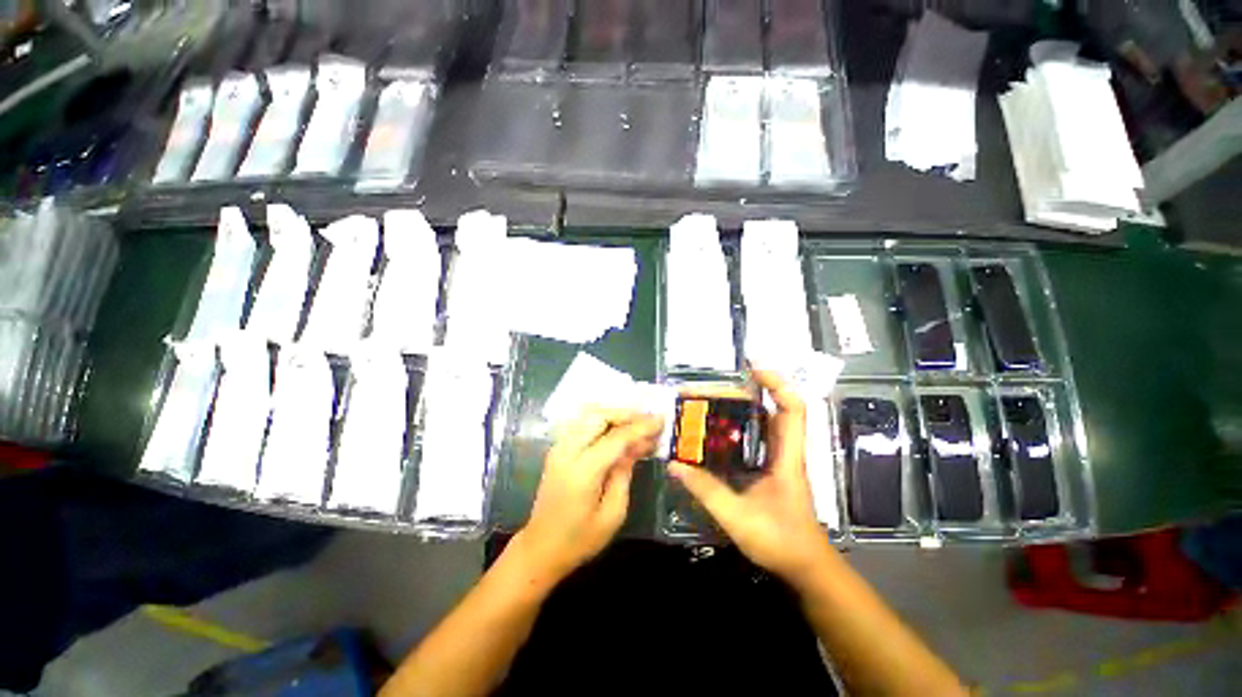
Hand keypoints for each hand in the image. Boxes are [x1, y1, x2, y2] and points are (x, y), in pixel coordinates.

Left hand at [515, 408, 663, 582]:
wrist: (541, 548)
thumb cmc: (580, 539)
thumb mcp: (612, 513)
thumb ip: (624, 473)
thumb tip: (637, 445)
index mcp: (583, 471)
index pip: (616, 438)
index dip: (640, 427)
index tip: (661, 419)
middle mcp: (567, 451)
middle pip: (599, 417)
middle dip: (626, 414)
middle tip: (648, 419)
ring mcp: (559, 447)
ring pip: (589, 415)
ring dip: (614, 415)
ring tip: (636, 422)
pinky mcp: (557, 449)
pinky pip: (582, 424)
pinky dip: (602, 421)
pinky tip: (617, 429)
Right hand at [669, 369, 831, 585]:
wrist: (805, 567)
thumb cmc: (780, 541)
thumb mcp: (738, 517)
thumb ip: (706, 490)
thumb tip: (675, 464)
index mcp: (787, 457)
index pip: (793, 408)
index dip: (777, 383)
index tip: (753, 367)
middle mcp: (785, 451)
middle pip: (775, 408)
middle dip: (749, 390)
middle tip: (715, 388)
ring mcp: (779, 458)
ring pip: (765, 421)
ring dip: (743, 406)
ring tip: (712, 401)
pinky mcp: (770, 467)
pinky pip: (756, 436)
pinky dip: (739, 425)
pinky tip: (716, 430)